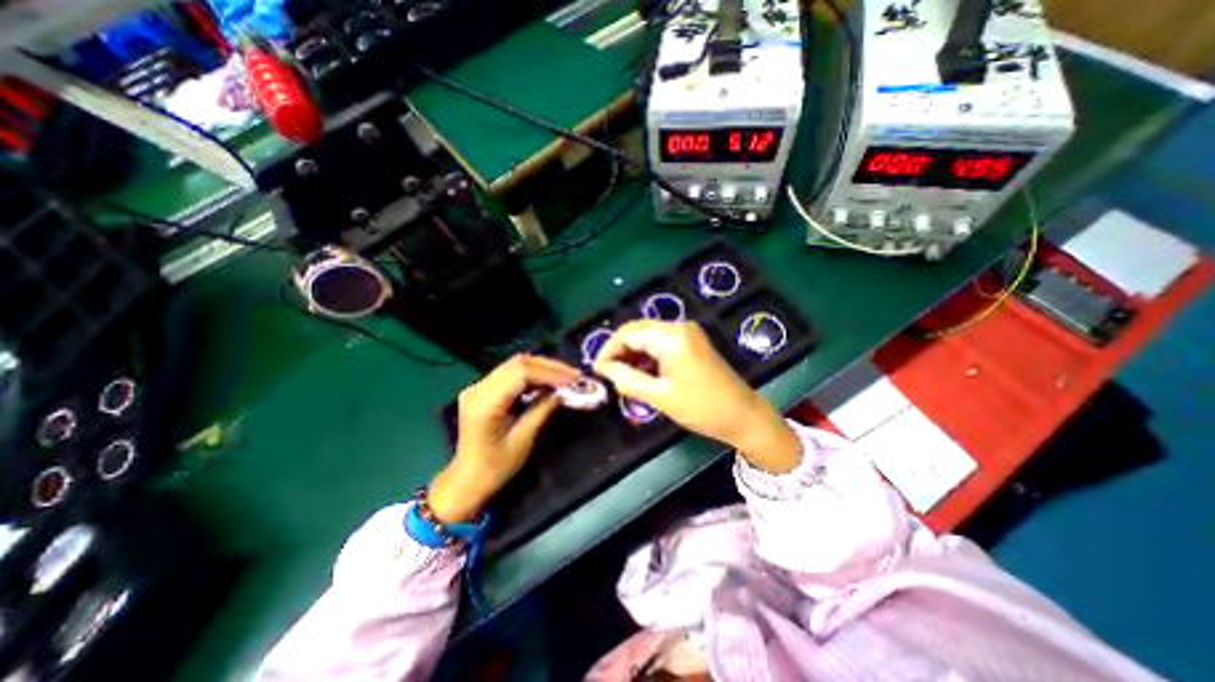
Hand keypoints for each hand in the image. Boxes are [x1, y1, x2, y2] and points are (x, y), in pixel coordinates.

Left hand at [426, 355, 578, 523]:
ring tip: (566, 377)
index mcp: (485, 402)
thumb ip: (542, 409)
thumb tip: (563, 391)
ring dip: (542, 368)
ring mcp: (479, 386)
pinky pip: (511, 373)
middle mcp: (478, 388)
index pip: (521, 372)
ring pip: (516, 365)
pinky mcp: (483, 389)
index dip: (549, 372)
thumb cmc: (495, 466)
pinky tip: (548, 381)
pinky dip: (532, 374)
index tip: (573, 380)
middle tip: (574, 375)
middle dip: (549, 367)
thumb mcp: (523, 439)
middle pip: (518, 363)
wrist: (467, 480)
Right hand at [593, 319, 805, 470]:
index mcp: (671, 336)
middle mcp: (678, 326)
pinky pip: (660, 342)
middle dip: (619, 351)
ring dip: (632, 353)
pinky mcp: (691, 341)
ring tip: (622, 376)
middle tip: (607, 375)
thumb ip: (626, 379)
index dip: (608, 351)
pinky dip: (647, 355)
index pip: (627, 334)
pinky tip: (641, 372)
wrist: (743, 415)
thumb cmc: (701, 407)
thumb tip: (603, 369)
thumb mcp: (659, 396)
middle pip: (637, 331)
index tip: (596, 371)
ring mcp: (687, 333)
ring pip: (647, 336)